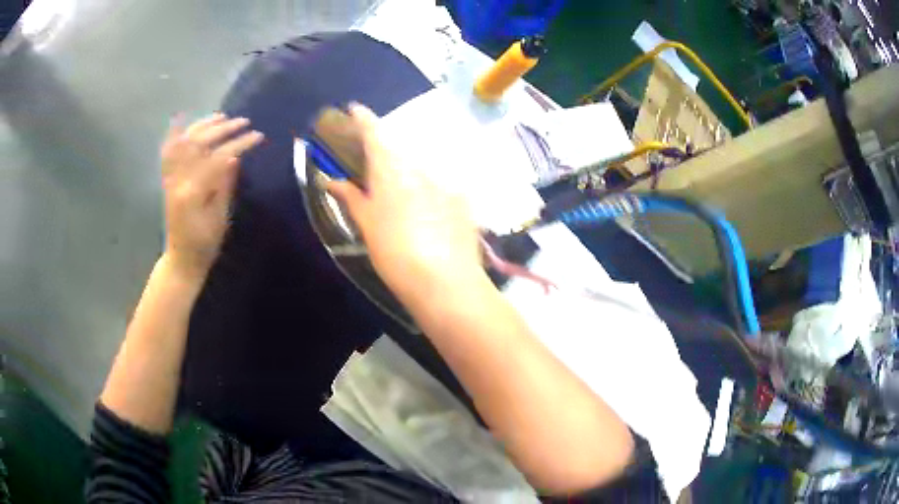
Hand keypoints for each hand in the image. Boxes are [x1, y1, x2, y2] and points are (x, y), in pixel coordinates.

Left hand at [160, 113, 263, 279]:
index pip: (218, 157)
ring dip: (203, 125)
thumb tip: (234, 157)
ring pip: (184, 142)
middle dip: (223, 129)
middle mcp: (178, 179)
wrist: (181, 259)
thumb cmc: (204, 244)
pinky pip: (169, 152)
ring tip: (222, 116)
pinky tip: (183, 121)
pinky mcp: (168, 180)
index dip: (239, 144)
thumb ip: (225, 186)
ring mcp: (171, 178)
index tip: (258, 136)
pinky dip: (175, 135)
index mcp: (192, 191)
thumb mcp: (219, 219)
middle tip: (244, 122)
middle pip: (200, 144)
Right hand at [326, 104, 486, 302]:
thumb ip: (350, 197)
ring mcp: (445, 182)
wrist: (444, 282)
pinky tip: (427, 211)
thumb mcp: (367, 225)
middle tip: (373, 166)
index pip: (375, 133)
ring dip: (407, 172)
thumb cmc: (395, 253)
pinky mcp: (463, 200)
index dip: (363, 118)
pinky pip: (440, 185)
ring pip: (420, 167)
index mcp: (390, 170)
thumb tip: (330, 180)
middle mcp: (419, 168)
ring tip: (400, 196)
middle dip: (384, 151)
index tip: (355, 108)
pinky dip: (429, 190)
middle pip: (398, 149)